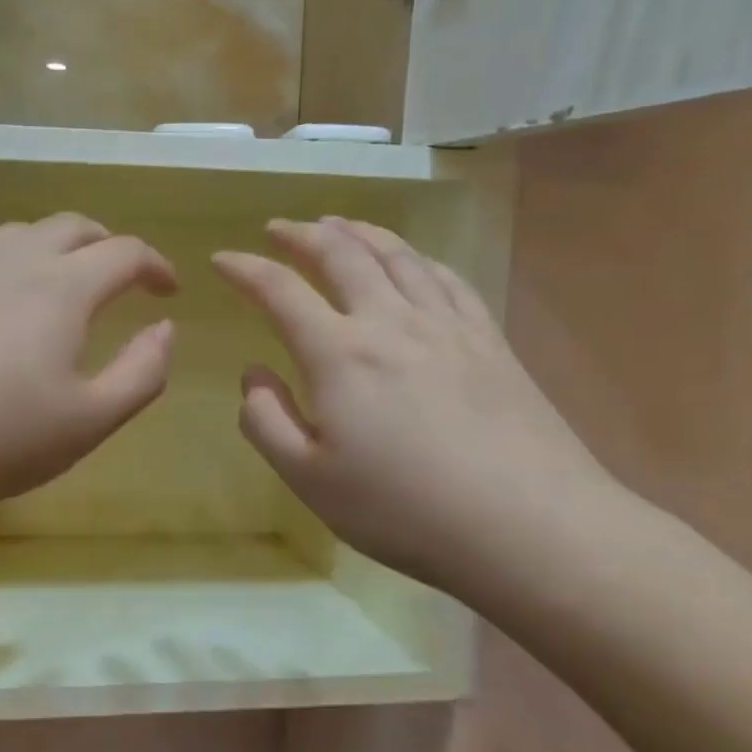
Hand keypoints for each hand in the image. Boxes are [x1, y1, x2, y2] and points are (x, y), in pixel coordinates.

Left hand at [0, 213, 176, 524]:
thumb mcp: (88, 421)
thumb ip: (143, 372)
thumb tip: (165, 329)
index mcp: (62, 286)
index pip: (125, 252)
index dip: (155, 266)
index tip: (167, 290)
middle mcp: (13, 257)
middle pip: (73, 226)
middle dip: (107, 246)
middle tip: (120, 279)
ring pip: (21, 234)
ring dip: (55, 250)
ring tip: (59, 288)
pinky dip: (7, 266)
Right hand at [213, 218, 622, 597]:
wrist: (529, 527)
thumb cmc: (404, 511)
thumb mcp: (309, 480)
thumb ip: (266, 421)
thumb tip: (253, 374)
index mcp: (339, 354)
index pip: (280, 291)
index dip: (245, 269)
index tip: (222, 258)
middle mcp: (391, 322)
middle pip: (342, 255)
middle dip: (303, 234)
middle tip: (279, 227)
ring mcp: (447, 326)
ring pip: (398, 256)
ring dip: (360, 232)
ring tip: (337, 224)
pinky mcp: (490, 340)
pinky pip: (447, 278)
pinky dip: (417, 257)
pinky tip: (412, 260)